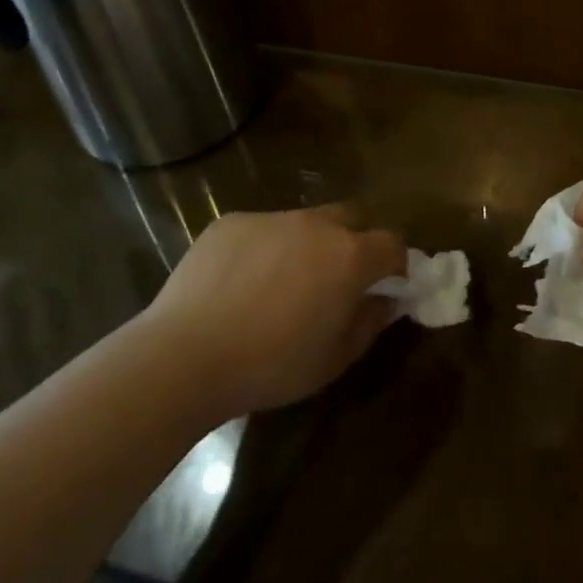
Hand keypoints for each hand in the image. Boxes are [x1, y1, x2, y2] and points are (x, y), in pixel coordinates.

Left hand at [142, 206, 406, 417]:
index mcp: (349, 256)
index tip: (388, 286)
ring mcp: (270, 218)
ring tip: (281, 285)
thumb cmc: (272, 364)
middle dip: (355, 242)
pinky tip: (240, 284)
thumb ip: (370, 322)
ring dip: (307, 245)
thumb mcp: (335, 358)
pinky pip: (261, 229)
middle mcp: (315, 224)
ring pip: (303, 223)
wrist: (186, 355)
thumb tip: (388, 300)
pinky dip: (264, 249)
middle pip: (351, 219)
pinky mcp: (231, 222)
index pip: (392, 243)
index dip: (396, 264)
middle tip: (338, 280)